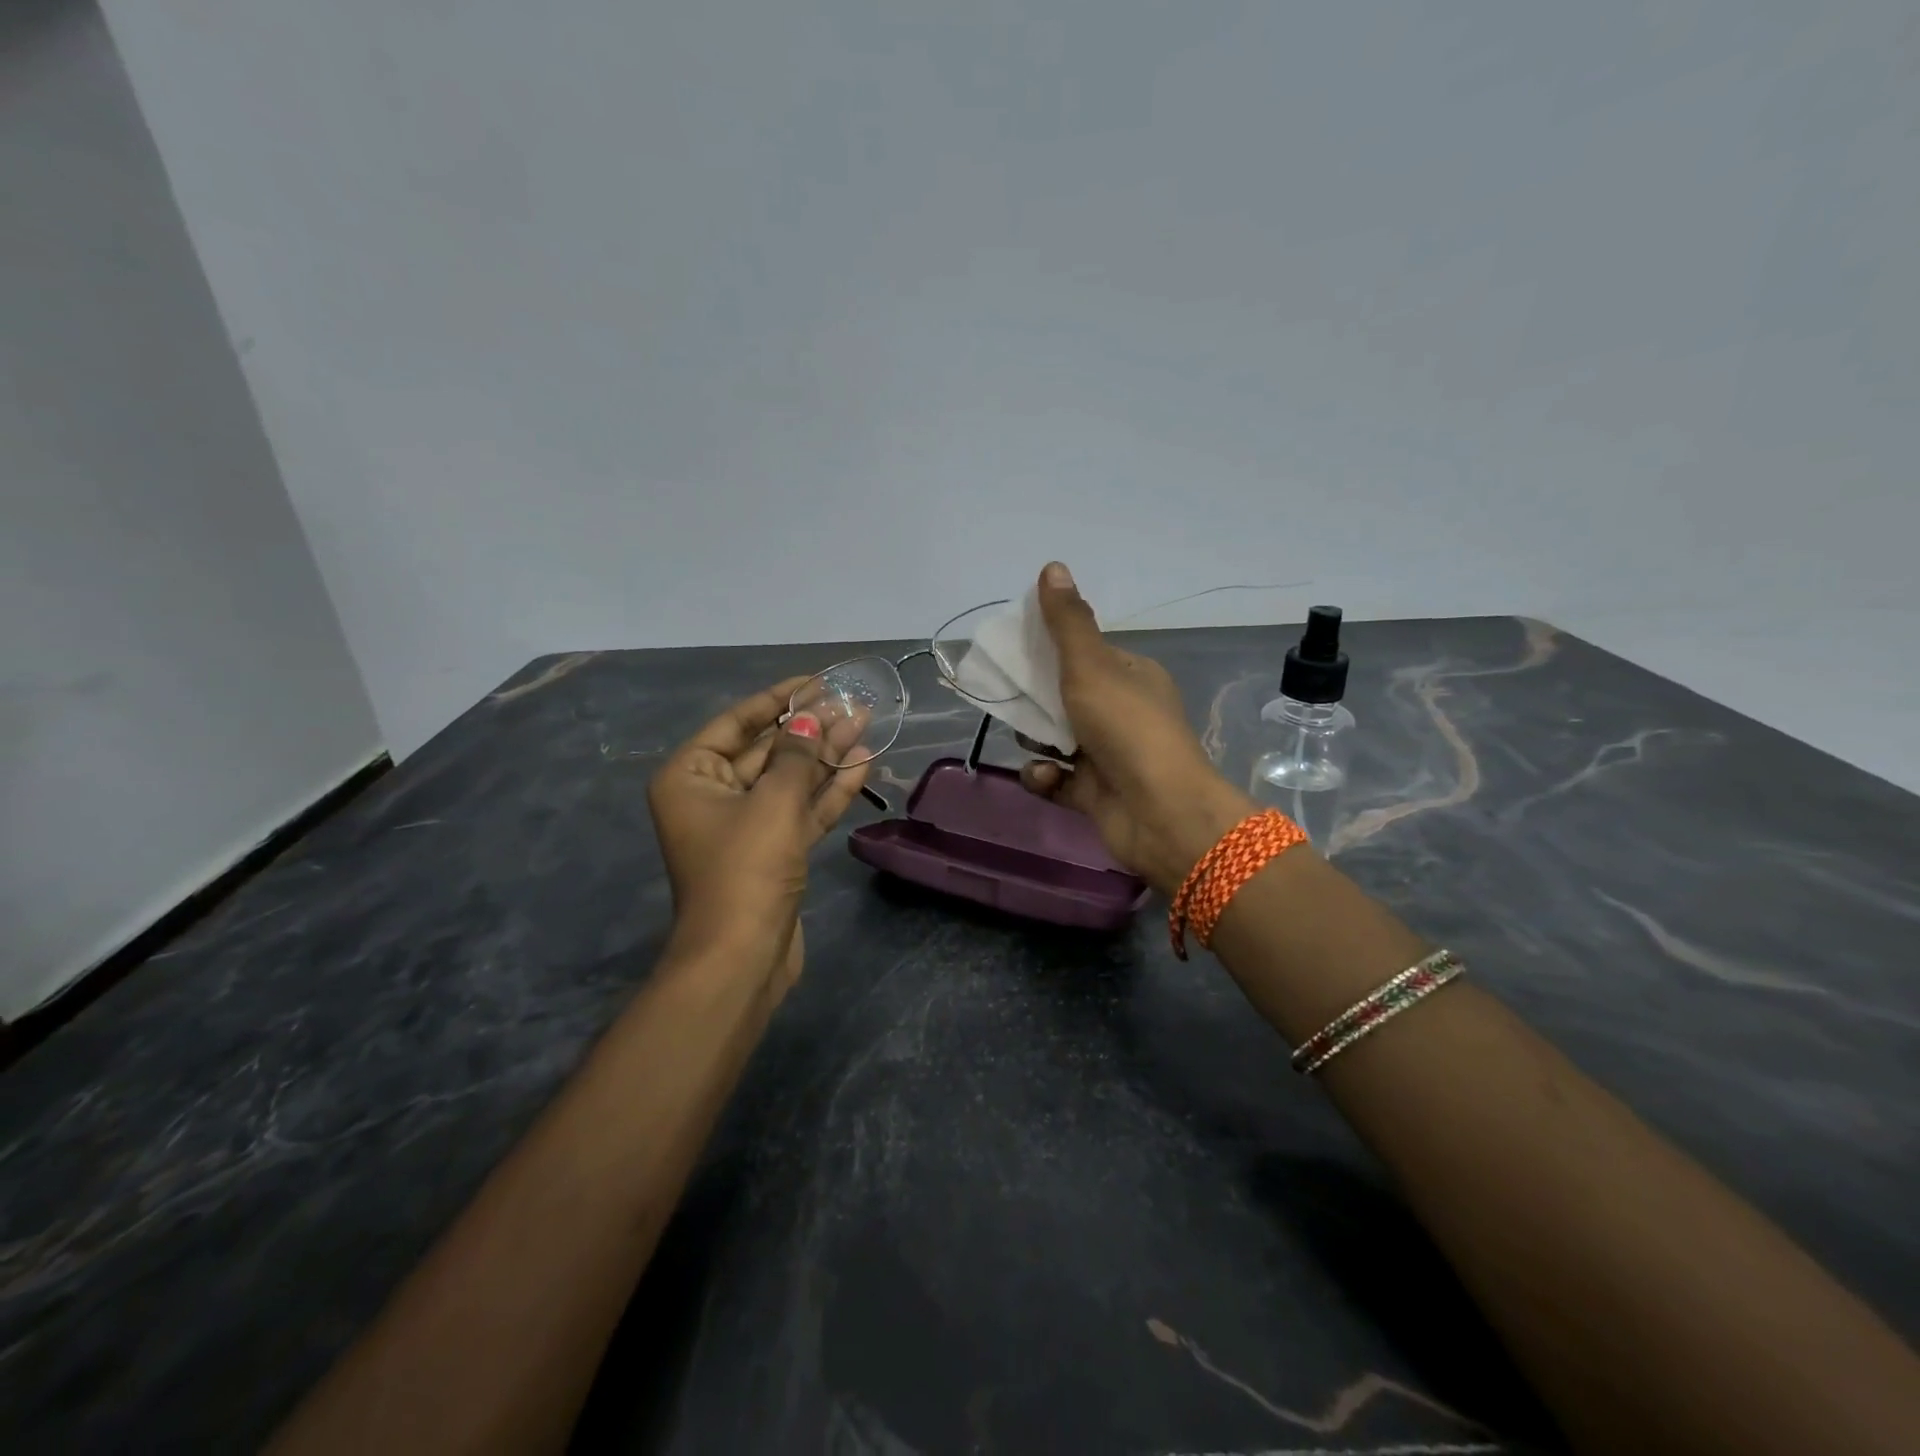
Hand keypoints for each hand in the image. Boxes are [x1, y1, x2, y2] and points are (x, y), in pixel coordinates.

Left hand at [647, 679, 870, 999]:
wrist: (742, 958)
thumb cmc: (746, 869)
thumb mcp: (773, 802)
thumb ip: (797, 755)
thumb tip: (813, 718)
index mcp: (691, 777)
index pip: (738, 723)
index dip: (779, 699)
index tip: (816, 681)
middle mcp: (714, 796)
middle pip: (768, 750)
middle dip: (811, 728)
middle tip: (852, 704)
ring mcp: (745, 827)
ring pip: (790, 780)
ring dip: (826, 756)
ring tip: (866, 726)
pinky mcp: (774, 852)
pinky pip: (802, 810)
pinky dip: (829, 790)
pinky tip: (862, 765)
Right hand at [1019, 563, 1253, 895]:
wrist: (1159, 813)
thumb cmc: (1127, 728)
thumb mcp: (1091, 666)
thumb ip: (1067, 623)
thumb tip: (1053, 566)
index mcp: (1131, 677)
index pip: (1085, 654)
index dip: (1050, 650)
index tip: (1016, 650)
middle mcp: (1123, 713)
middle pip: (1065, 696)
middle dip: (1035, 698)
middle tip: (1011, 697)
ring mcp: (1109, 755)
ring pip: (1056, 739)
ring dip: (1035, 739)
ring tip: (1028, 740)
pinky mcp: (1095, 793)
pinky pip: (1057, 779)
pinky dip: (1044, 776)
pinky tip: (1044, 776)